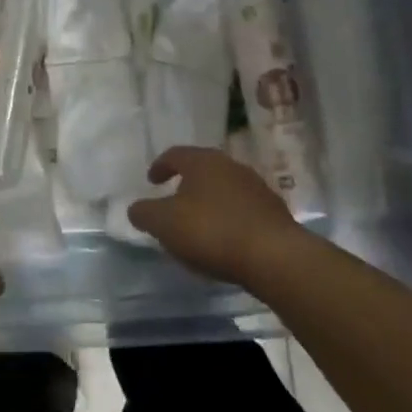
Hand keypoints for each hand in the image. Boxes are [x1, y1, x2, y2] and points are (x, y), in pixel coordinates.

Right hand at [126, 146, 307, 287]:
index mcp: (203, 162)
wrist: (275, 257)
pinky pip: (242, 209)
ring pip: (224, 189)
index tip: (152, 181)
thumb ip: (144, 213)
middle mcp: (231, 166)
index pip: (175, 154)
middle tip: (173, 200)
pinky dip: (228, 218)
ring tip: (198, 223)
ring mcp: (257, 188)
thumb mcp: (164, 224)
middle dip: (186, 183)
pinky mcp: (274, 212)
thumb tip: (136, 208)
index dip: (160, 166)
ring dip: (209, 201)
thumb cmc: (212, 231)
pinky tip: (224, 239)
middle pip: (203, 169)